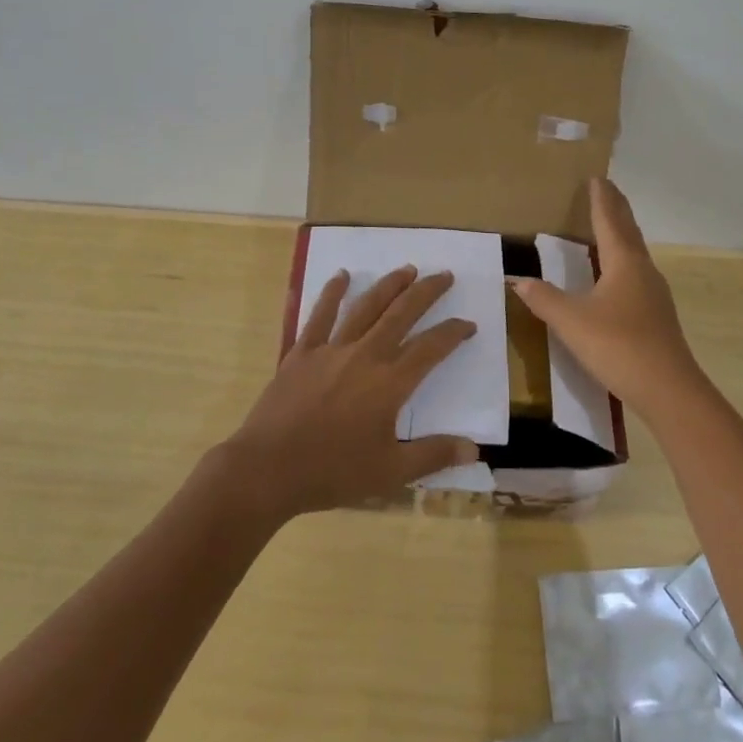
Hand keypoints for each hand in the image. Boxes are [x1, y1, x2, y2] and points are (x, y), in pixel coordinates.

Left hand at [221, 266, 479, 520]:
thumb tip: (474, 449)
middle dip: (427, 292)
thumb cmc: (332, 472)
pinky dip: (332, 292)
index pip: (431, 348)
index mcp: (390, 383)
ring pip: (366, 306)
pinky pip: (319, 315)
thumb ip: (433, 454)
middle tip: (444, 275)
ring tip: (407, 269)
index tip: (468, 324)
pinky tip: (342, 275)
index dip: (453, 333)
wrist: (267, 469)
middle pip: (402, 313)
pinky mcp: (302, 352)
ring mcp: (331, 349)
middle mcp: (365, 355)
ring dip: (389, 285)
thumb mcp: (390, 472)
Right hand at [509, 178, 705, 420]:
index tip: (596, 178)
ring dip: (622, 233)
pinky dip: (624, 259)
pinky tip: (617, 275)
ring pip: (635, 252)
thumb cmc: (619, 346)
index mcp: (624, 262)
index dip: (601, 199)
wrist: (669, 389)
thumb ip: (544, 299)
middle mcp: (643, 270)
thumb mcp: (572, 322)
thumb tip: (519, 280)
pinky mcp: (657, 314)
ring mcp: (654, 293)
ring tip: (608, 225)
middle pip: (628, 231)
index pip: (609, 221)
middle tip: (606, 189)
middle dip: (616, 209)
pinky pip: (637, 273)